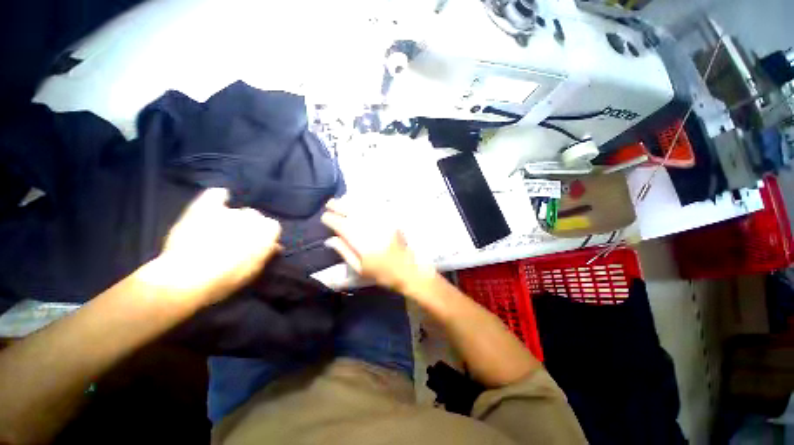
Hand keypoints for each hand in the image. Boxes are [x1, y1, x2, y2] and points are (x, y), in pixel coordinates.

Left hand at [152, 188, 281, 305]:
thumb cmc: (228, 278)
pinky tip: (220, 199)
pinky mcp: (204, 208)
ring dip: (233, 219)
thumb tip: (275, 245)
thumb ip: (267, 253)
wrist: (187, 278)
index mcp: (267, 231)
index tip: (257, 246)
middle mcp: (252, 217)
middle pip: (255, 217)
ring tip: (221, 231)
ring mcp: (228, 211)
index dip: (264, 236)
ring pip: (236, 210)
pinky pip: (215, 194)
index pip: (272, 227)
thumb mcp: (255, 270)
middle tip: (238, 241)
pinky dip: (219, 196)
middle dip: (249, 226)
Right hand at [321, 199, 435, 294]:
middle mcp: (372, 229)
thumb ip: (345, 252)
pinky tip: (359, 203)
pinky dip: (366, 204)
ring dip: (351, 203)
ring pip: (363, 208)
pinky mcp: (392, 221)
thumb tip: (330, 239)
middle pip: (352, 213)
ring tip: (341, 201)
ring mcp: (383, 223)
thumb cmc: (381, 273)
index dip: (332, 220)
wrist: (407, 269)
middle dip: (339, 206)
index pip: (343, 226)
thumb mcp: (360, 268)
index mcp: (362, 244)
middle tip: (329, 204)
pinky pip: (376, 208)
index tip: (324, 217)